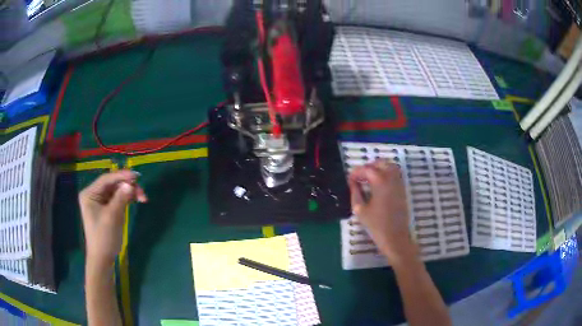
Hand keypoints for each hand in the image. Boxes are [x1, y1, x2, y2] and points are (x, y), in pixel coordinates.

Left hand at [79, 171, 146, 265]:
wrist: (102, 258)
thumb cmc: (104, 237)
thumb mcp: (112, 217)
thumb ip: (120, 198)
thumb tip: (130, 184)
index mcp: (90, 193)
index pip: (106, 179)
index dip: (121, 175)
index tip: (136, 176)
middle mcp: (94, 194)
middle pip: (113, 184)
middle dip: (128, 186)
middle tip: (142, 192)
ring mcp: (101, 201)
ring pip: (117, 190)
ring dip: (130, 192)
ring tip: (143, 198)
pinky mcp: (107, 208)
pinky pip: (118, 198)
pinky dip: (128, 198)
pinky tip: (137, 200)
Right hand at [348, 160, 416, 262]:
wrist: (395, 237)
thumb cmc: (376, 225)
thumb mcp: (360, 209)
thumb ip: (355, 192)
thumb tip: (352, 182)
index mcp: (380, 181)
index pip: (366, 169)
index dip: (356, 172)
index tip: (349, 179)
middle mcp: (391, 178)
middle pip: (380, 163)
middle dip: (368, 167)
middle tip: (359, 177)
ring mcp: (399, 183)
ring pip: (390, 166)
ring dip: (379, 168)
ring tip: (369, 179)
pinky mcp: (402, 189)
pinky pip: (395, 174)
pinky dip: (386, 174)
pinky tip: (378, 185)